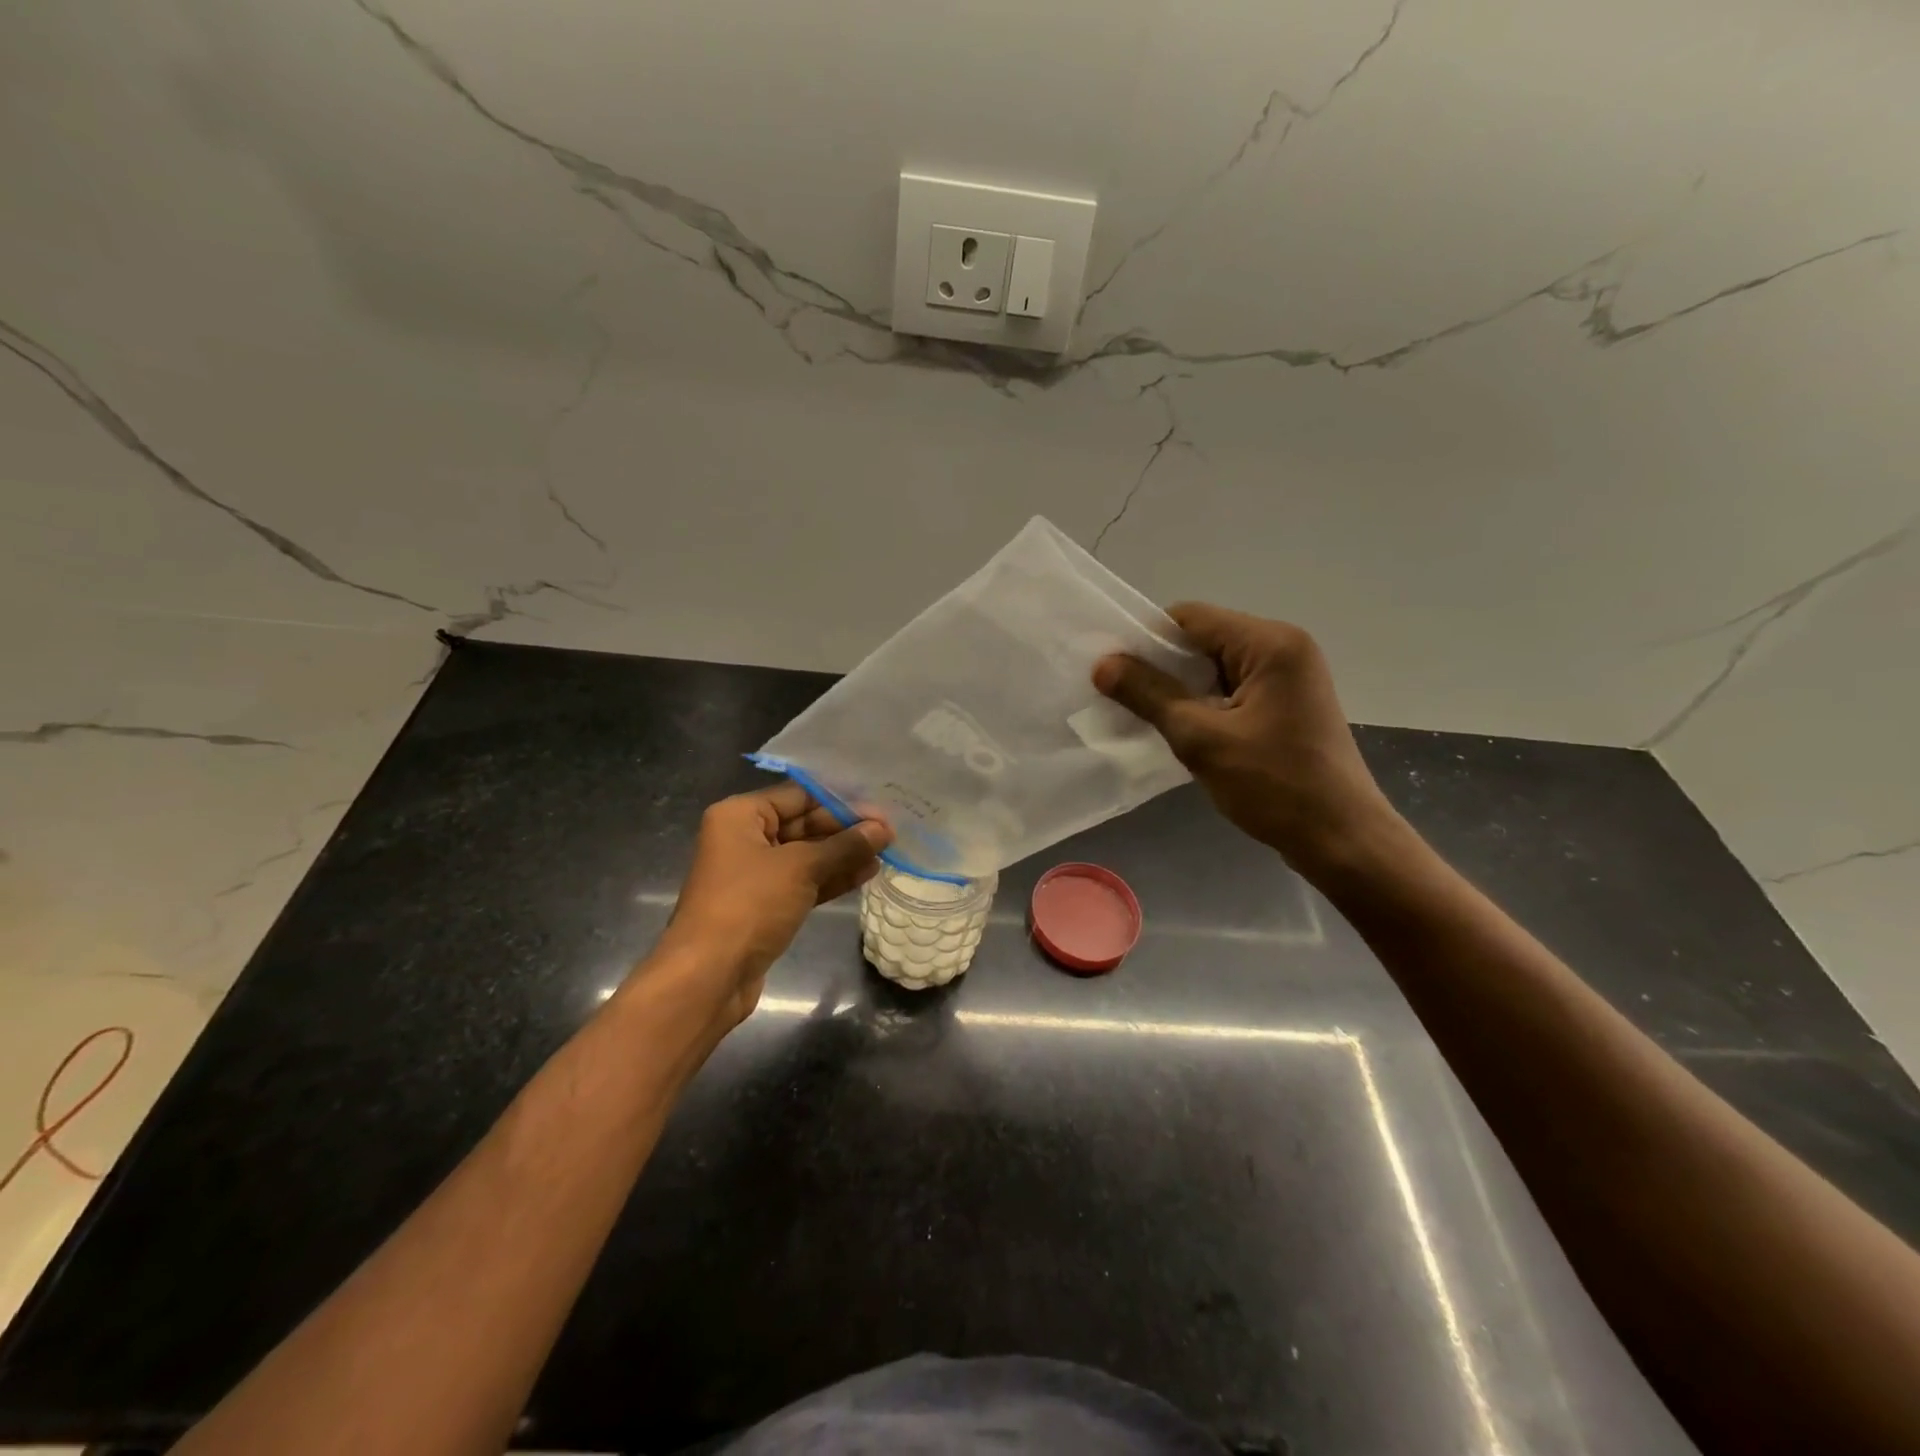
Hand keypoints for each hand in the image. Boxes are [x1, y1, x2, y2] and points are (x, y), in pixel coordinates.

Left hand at [651, 783, 891, 1025]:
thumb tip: (882, 830)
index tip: (880, 808)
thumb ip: (844, 846)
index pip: (799, 796)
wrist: (709, 976)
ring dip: (844, 854)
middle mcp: (744, 838)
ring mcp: (754, 874)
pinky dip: (832, 878)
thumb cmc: (749, 905)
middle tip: (889, 833)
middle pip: (803, 824)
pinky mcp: (765, 905)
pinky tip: (866, 874)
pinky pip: (804, 882)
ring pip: (807, 855)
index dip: (841, 801)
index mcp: (740, 815)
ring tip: (885, 852)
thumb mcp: (801, 868)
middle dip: (845, 829)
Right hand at [1093, 603, 1401, 877]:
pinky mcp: (1288, 703)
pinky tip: (1182, 730)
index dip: (1146, 639)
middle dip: (1161, 666)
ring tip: (1147, 717)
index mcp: (1270, 643)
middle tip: (1122, 697)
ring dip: (1181, 688)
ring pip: (1216, 666)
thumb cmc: (1274, 785)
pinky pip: (1233, 688)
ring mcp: (1290, 676)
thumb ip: (1149, 695)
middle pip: (1204, 638)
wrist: (1341, 839)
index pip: (1190, 618)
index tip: (1111, 670)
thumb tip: (1102, 664)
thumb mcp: (1201, 738)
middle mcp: (1284, 647)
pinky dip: (1204, 703)